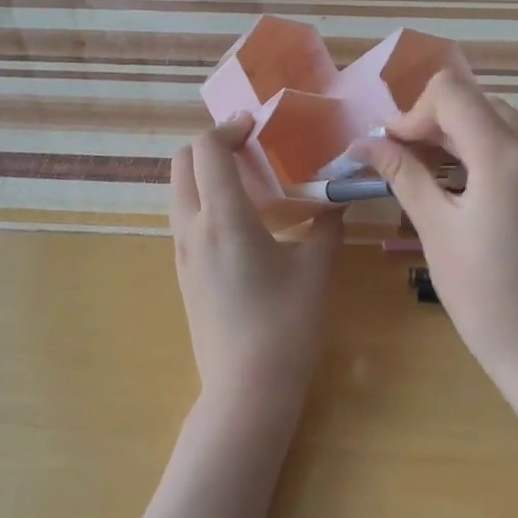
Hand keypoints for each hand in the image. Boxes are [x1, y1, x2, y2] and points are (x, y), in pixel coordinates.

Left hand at [170, 116, 343, 421]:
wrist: (246, 391)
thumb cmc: (285, 327)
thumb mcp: (316, 271)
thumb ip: (327, 225)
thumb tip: (338, 198)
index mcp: (223, 219)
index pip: (207, 150)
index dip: (228, 128)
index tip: (257, 126)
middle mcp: (192, 229)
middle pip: (181, 163)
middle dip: (210, 145)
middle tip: (250, 148)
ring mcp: (182, 253)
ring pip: (179, 192)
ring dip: (206, 173)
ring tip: (250, 181)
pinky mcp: (183, 273)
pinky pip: (185, 219)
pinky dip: (205, 201)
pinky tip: (244, 222)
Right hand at [355, 71, 517, 381]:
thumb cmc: (482, 293)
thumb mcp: (436, 228)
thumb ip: (402, 174)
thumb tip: (362, 143)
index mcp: (505, 155)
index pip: (452, 92)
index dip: (413, 113)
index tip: (392, 148)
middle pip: (476, 101)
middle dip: (433, 121)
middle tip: (404, 159)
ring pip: (497, 119)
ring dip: (458, 133)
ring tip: (428, 171)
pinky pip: (517, 144)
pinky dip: (484, 148)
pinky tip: (462, 183)